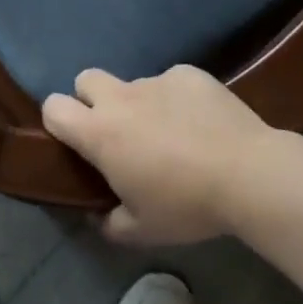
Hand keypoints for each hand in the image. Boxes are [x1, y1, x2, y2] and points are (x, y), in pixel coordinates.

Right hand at [41, 65, 272, 244]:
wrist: (248, 174)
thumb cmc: (187, 205)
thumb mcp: (142, 230)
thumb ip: (109, 223)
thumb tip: (98, 215)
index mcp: (100, 133)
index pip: (54, 107)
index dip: (58, 121)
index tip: (76, 142)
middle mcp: (120, 99)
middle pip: (86, 79)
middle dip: (92, 100)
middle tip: (118, 132)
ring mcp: (156, 81)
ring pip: (134, 85)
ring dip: (141, 105)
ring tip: (173, 134)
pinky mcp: (188, 73)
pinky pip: (172, 82)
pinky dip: (178, 100)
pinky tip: (201, 123)